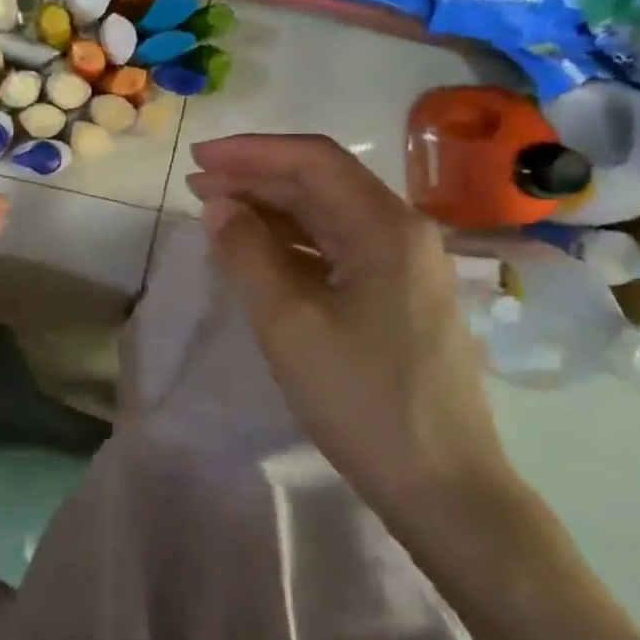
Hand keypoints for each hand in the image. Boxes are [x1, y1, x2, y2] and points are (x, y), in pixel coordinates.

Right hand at [186, 133, 515, 515]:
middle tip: (196, 186)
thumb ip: (246, 254)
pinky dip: (291, 243)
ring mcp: (405, 267)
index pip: (313, 161)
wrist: (443, 488)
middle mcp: (403, 233)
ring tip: (216, 213)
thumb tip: (217, 205)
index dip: (250, 152)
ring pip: (328, 216)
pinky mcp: (398, 298)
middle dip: (256, 178)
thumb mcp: (288, 324)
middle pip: (322, 183)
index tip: (197, 158)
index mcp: (386, 228)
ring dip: (271, 209)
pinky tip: (258, 253)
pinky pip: (337, 250)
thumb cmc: (362, 399)